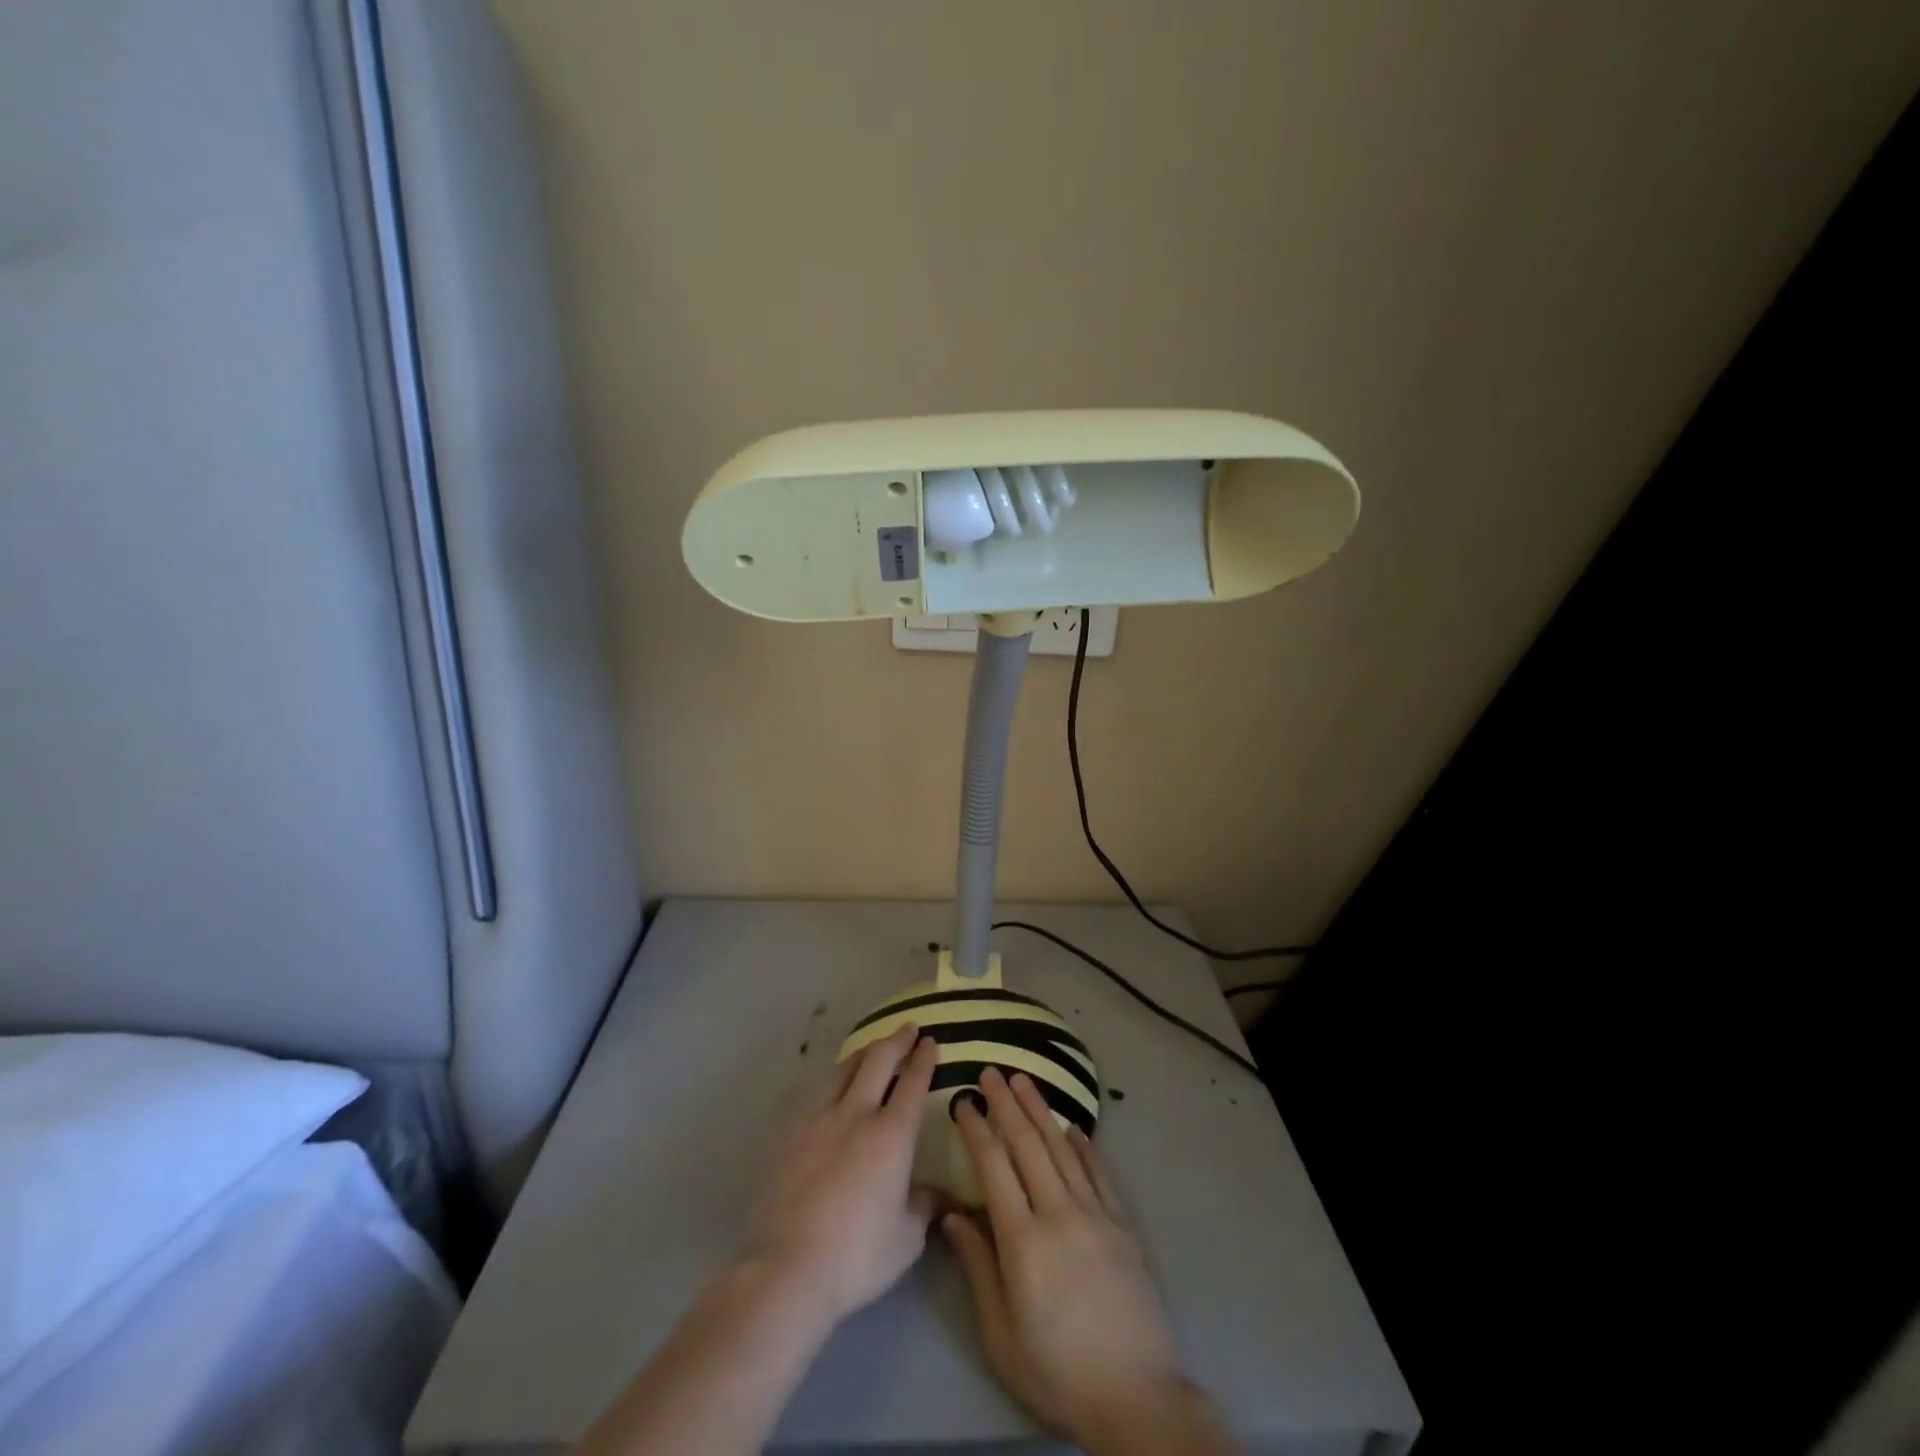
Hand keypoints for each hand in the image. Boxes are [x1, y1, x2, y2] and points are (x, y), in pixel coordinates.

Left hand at [744, 1024, 939, 1325]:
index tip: (929, 1041)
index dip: (922, 1059)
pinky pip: (817, 1094)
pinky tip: (833, 1089)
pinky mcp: (789, 1134)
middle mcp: (856, 1114)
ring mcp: (818, 1119)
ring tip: (871, 1049)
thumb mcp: (906, 1239)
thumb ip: (924, 1206)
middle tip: (907, 1028)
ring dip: (863, 1053)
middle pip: (878, 1060)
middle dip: (896, 1040)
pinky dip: (834, 1081)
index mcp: (891, 1135)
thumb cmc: (856, 1256)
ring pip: (844, 1069)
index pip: (912, 1083)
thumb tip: (938, 1194)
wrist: (786, 1269)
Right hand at [944, 1068, 1199, 1450]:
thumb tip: (953, 1215)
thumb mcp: (1001, 1334)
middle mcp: (1059, 1214)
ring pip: (1063, 1149)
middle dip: (1007, 1105)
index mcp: (1023, 1241)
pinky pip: (1100, 1173)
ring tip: (1025, 1081)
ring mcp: (1096, 1215)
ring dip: (1041, 1111)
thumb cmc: (1057, 1371)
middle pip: (1028, 1146)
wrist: (1135, 1396)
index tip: (965, 1101)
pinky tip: (1073, 1126)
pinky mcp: (1123, 1225)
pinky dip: (1084, 1145)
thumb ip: (977, 1268)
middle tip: (992, 1072)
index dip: (978, 1130)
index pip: (994, 1168)